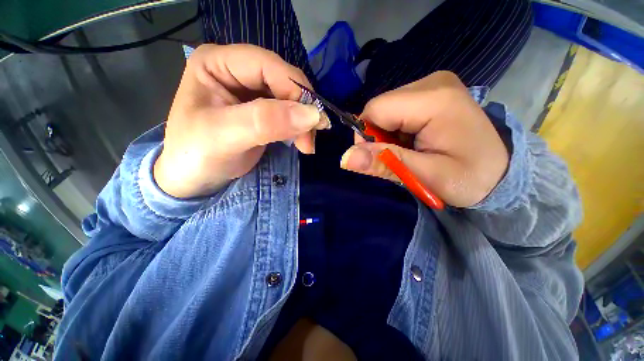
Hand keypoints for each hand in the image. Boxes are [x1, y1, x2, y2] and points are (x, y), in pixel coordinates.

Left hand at [154, 44, 328, 197]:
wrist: (195, 179)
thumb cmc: (196, 156)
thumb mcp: (225, 136)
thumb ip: (265, 122)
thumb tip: (312, 114)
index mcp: (217, 63)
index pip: (267, 65)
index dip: (295, 90)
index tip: (313, 120)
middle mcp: (236, 71)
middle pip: (283, 81)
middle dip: (302, 110)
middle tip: (311, 139)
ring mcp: (251, 92)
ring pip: (290, 99)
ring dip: (304, 121)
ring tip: (307, 145)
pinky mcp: (262, 112)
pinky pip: (289, 113)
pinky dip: (300, 128)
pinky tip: (302, 141)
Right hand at [340, 71, 508, 207]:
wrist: (500, 174)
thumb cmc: (469, 178)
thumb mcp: (426, 177)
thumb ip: (385, 163)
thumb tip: (345, 158)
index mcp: (434, 99)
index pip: (376, 110)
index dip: (367, 136)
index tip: (379, 157)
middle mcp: (432, 82)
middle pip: (380, 108)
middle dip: (379, 136)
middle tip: (399, 156)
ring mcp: (433, 85)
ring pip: (386, 110)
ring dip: (388, 135)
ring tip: (409, 151)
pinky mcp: (431, 93)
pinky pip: (396, 111)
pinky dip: (396, 131)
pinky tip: (413, 142)